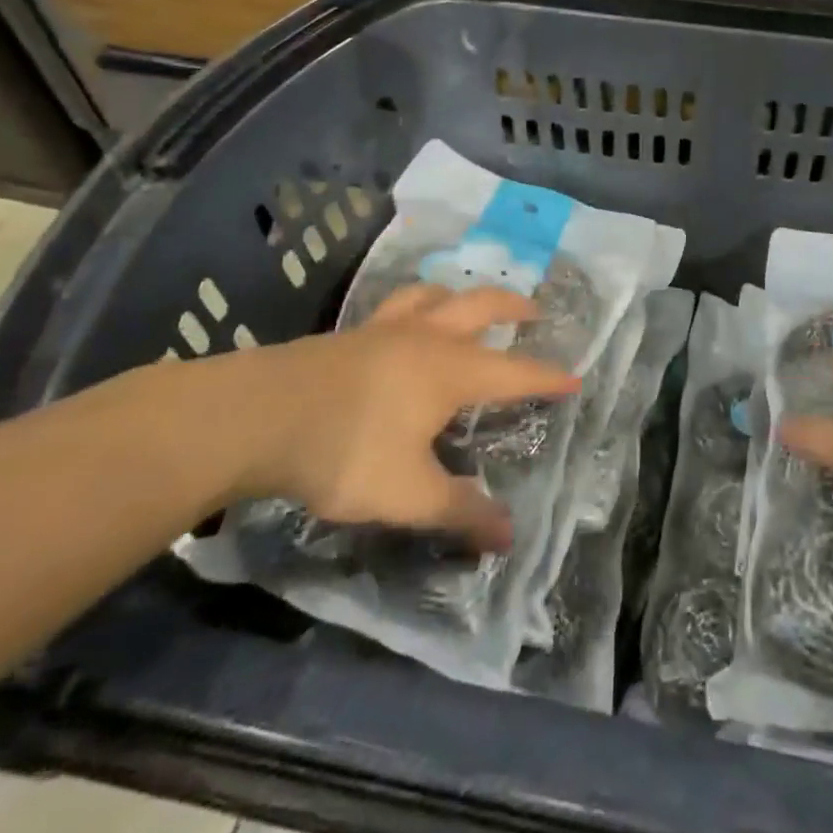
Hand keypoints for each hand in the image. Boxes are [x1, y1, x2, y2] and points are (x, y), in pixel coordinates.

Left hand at [205, 284, 578, 551]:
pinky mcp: (349, 333)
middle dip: (514, 306)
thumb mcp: (408, 494)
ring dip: (461, 295)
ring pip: (436, 295)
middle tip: (536, 309)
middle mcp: (427, 338)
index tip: (574, 377)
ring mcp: (385, 329)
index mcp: (451, 370)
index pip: (515, 372)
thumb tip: (508, 537)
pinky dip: (417, 304)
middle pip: (481, 307)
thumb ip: (459, 512)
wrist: (258, 415)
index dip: (547, 377)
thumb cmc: (346, 451)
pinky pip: (396, 305)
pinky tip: (404, 321)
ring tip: (467, 303)